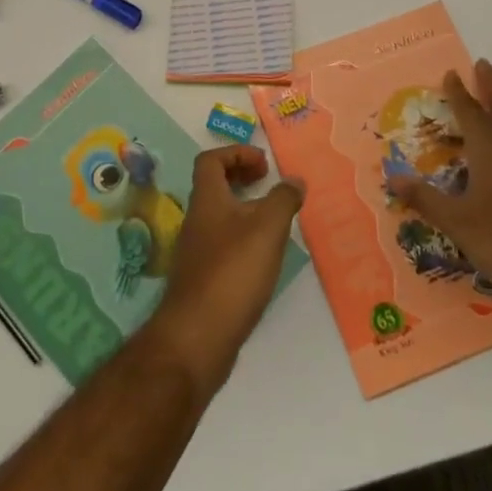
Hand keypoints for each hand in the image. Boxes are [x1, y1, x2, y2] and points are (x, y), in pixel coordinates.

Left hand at [145, 145, 303, 400]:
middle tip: (270, 183)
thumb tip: (294, 179)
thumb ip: (283, 200)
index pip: (210, 160)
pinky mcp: (203, 279)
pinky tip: (264, 257)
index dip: (236, 153)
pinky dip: (243, 239)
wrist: (197, 337)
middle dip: (241, 177)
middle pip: (214, 186)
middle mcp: (197, 221)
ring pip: (220, 217)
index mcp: (207, 200)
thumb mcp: (267, 229)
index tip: (265, 164)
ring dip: (245, 209)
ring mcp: (197, 252)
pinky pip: (223, 244)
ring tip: (276, 220)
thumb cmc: (233, 272)